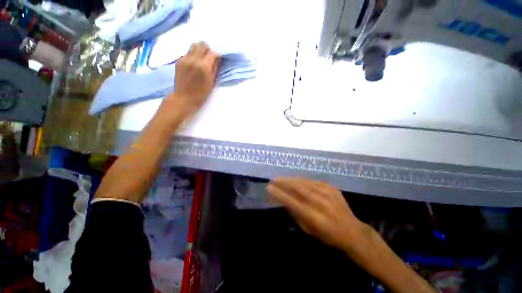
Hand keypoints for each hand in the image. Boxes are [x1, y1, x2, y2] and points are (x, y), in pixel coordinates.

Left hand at [171, 42, 219, 112]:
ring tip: (201, 59)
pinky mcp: (179, 60)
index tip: (218, 58)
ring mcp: (185, 59)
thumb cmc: (201, 93)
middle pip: (202, 45)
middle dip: (208, 49)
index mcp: (204, 67)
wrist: (184, 97)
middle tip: (209, 57)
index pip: (212, 53)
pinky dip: (193, 55)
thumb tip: (217, 59)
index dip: (217, 55)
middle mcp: (194, 60)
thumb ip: (214, 68)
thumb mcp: (211, 82)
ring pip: (194, 46)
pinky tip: (193, 65)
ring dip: (199, 50)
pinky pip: (188, 52)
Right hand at [267, 177, 365, 250]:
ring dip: (290, 179)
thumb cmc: (329, 236)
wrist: (353, 231)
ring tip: (281, 179)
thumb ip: (296, 215)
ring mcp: (327, 192)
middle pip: (297, 188)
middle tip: (273, 180)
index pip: (292, 202)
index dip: (279, 194)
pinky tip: (295, 180)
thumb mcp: (309, 231)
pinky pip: (312, 181)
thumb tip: (285, 201)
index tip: (269, 188)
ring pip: (303, 182)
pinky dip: (301, 180)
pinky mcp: (330, 187)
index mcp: (314, 217)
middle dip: (283, 183)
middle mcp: (320, 202)